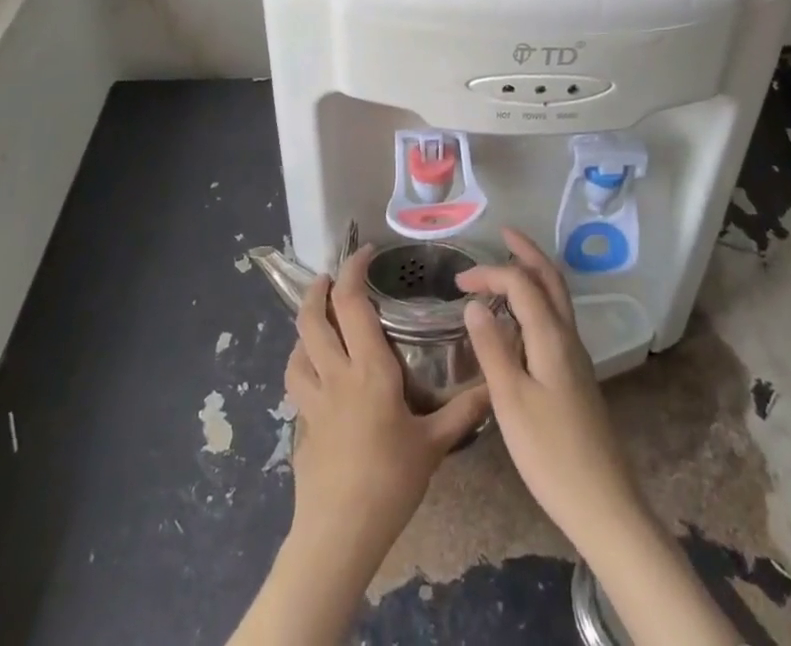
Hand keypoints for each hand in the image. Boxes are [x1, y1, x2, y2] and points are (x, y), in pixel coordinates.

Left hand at [285, 246, 489, 563]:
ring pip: (297, 349)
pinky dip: (302, 365)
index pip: (352, 303)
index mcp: (368, 369)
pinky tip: (315, 375)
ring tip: (317, 320)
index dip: (353, 270)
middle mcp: (335, 374)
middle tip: (328, 277)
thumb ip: (463, 412)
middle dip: (317, 290)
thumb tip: (494, 385)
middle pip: (313, 319)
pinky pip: (297, 383)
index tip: (364, 253)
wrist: (338, 536)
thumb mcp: (433, 444)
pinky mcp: (302, 426)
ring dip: (304, 326)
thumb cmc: (389, 482)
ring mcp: (313, 401)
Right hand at [457, 229, 735, 645]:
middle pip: (550, 279)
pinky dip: (536, 301)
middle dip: (527, 252)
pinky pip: (555, 319)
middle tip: (504, 234)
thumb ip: (492, 348)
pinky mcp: (576, 375)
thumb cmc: (550, 453)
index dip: (490, 273)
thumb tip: (475, 303)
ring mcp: (576, 356)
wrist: (603, 503)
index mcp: (551, 336)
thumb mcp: (510, 401)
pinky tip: (519, 320)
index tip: (458, 282)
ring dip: (534, 274)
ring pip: (556, 298)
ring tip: (507, 268)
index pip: (521, 283)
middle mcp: (568, 336)